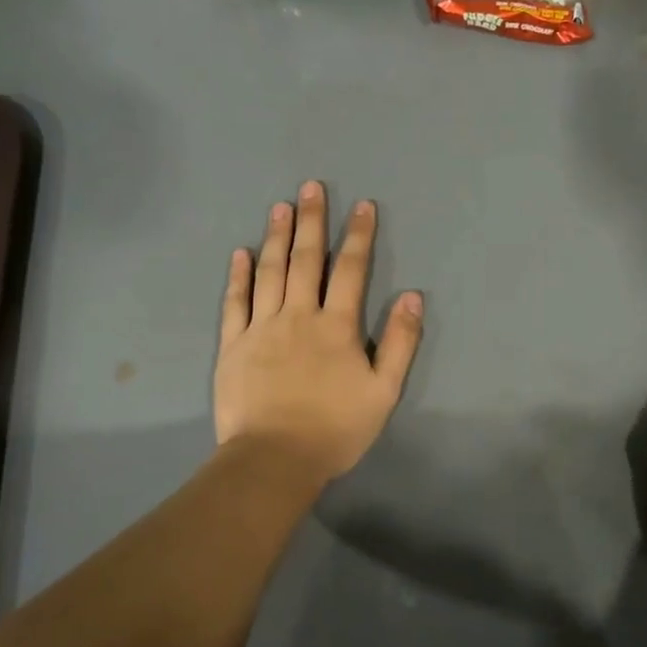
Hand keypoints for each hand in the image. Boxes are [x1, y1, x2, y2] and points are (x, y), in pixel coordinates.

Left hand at [214, 182, 423, 482]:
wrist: (275, 459)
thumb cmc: (335, 428)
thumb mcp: (384, 391)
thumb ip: (401, 342)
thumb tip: (413, 297)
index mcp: (336, 326)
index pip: (350, 270)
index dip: (358, 236)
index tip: (362, 205)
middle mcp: (298, 316)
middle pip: (306, 260)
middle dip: (312, 221)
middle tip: (311, 187)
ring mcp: (261, 328)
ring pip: (270, 272)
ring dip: (277, 237)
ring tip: (280, 206)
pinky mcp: (233, 345)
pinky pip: (235, 302)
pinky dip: (239, 276)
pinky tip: (241, 253)